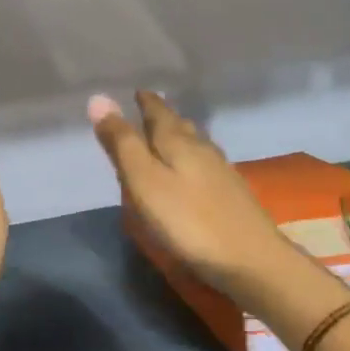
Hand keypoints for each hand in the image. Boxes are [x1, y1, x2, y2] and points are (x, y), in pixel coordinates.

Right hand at [87, 91, 303, 303]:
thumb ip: (122, 143)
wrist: (251, 259)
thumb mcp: (144, 182)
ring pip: (196, 144)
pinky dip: (192, 158)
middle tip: (150, 108)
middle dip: (163, 116)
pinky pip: (206, 164)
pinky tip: (194, 171)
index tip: (138, 91)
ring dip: (180, 135)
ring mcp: (221, 172)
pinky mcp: (232, 195)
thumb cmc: (188, 221)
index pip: (159, 113)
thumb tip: (98, 98)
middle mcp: (202, 150)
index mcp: (178, 143)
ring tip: (169, 134)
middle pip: (180, 126)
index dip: (147, 102)